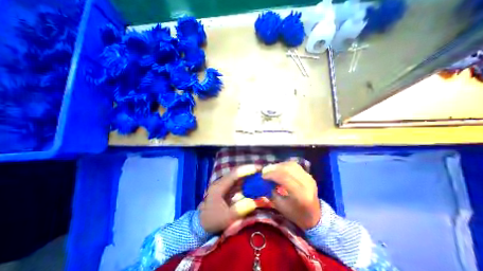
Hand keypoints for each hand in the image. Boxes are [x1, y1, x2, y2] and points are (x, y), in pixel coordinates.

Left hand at [199, 164, 260, 233]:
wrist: (202, 222)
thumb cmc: (213, 220)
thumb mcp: (226, 218)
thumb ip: (240, 210)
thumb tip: (254, 202)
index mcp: (219, 186)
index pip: (234, 174)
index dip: (246, 170)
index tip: (258, 168)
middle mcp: (221, 182)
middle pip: (237, 172)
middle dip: (249, 170)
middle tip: (262, 170)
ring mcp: (224, 184)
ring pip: (238, 176)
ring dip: (249, 174)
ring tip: (260, 175)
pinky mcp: (227, 188)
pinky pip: (238, 182)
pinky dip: (246, 181)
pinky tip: (253, 183)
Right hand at [262, 162, 318, 228]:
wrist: (315, 216)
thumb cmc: (296, 214)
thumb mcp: (281, 206)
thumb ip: (273, 192)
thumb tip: (267, 179)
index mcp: (300, 195)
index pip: (285, 177)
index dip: (272, 174)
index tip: (263, 175)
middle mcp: (306, 183)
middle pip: (288, 169)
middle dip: (274, 168)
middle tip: (265, 171)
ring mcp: (309, 178)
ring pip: (291, 165)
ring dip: (279, 165)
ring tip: (271, 169)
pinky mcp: (309, 175)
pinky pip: (295, 166)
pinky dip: (285, 165)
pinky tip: (279, 168)